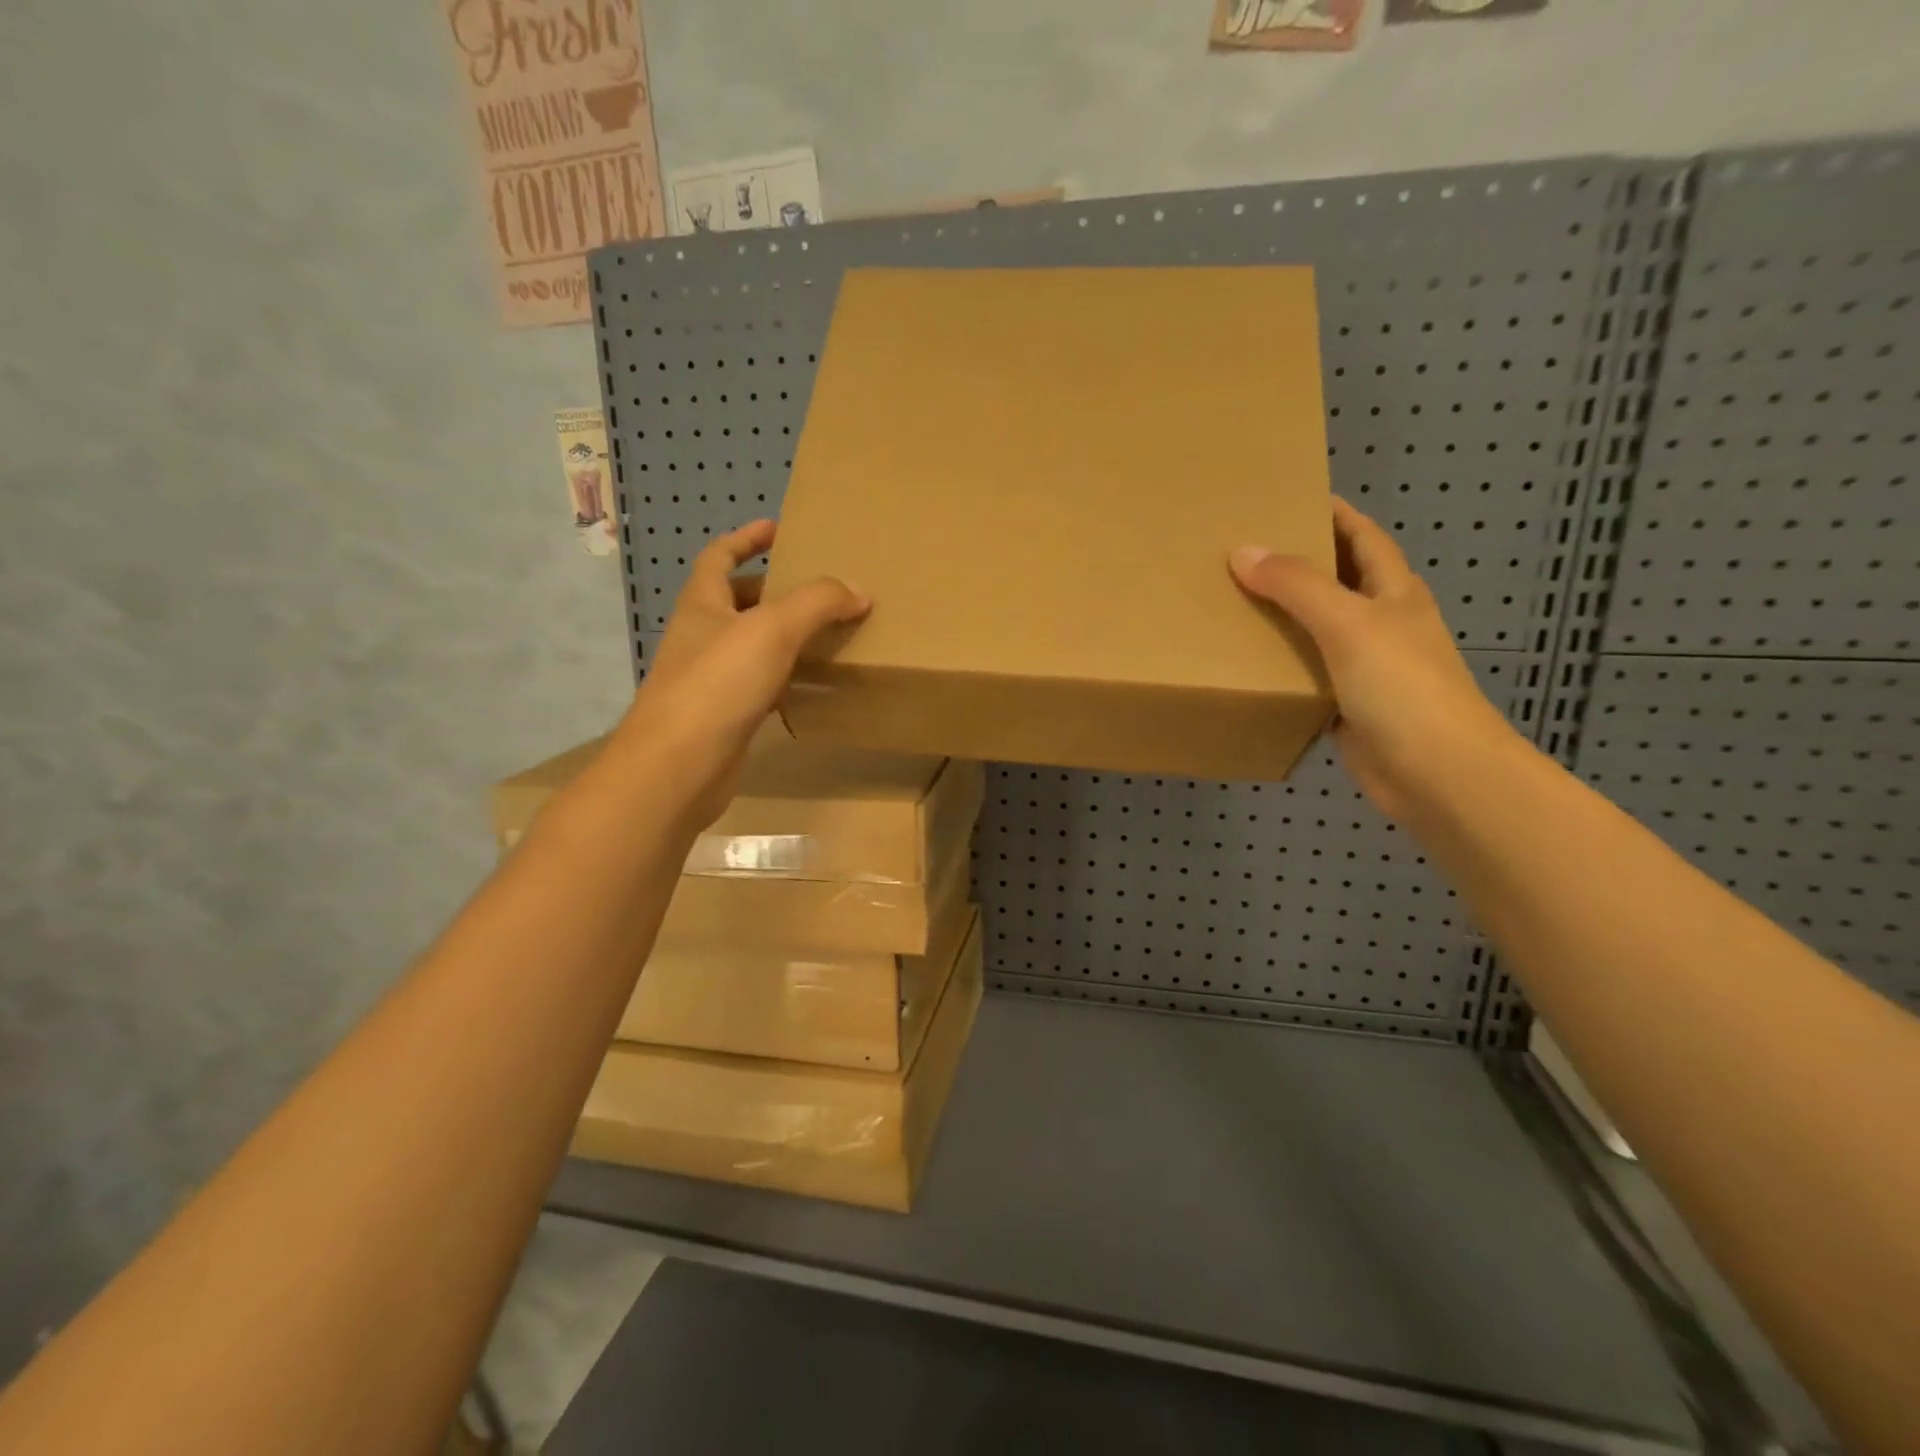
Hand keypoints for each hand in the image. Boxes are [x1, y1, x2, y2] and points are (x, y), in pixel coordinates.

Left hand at [620, 519, 867, 827]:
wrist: (678, 766)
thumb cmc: (718, 684)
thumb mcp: (773, 629)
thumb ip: (818, 603)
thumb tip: (859, 590)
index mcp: (702, 604)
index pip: (719, 556)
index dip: (747, 538)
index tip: (778, 529)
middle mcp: (702, 637)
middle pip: (736, 601)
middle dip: (772, 590)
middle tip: (817, 588)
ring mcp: (710, 679)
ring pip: (751, 646)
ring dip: (783, 636)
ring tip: (826, 632)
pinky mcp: (725, 717)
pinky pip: (760, 685)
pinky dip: (785, 678)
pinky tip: (812, 684)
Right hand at [1228, 498, 1522, 824]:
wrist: (1437, 773)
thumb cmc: (1403, 686)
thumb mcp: (1348, 624)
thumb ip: (1297, 586)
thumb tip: (1242, 551)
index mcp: (1393, 592)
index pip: (1362, 537)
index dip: (1332, 513)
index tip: (1286, 496)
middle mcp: (1382, 623)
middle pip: (1335, 581)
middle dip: (1295, 564)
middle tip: (1238, 552)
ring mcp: (1365, 668)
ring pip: (1316, 631)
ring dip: (1281, 617)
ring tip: (1229, 602)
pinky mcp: (1347, 707)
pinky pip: (1306, 676)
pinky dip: (1279, 667)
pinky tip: (1244, 664)